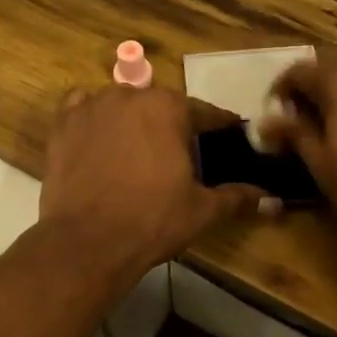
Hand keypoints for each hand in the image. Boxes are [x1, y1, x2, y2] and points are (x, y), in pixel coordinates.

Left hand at [40, 86, 267, 286]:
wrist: (87, 241)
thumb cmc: (151, 220)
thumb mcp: (201, 210)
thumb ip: (237, 198)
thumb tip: (274, 201)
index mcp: (168, 108)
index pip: (205, 112)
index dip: (220, 126)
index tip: (230, 135)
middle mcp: (129, 96)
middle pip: (160, 105)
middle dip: (173, 125)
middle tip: (181, 154)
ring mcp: (91, 107)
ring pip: (120, 104)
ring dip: (132, 119)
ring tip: (138, 150)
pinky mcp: (62, 125)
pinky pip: (81, 108)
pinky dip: (92, 117)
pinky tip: (97, 137)